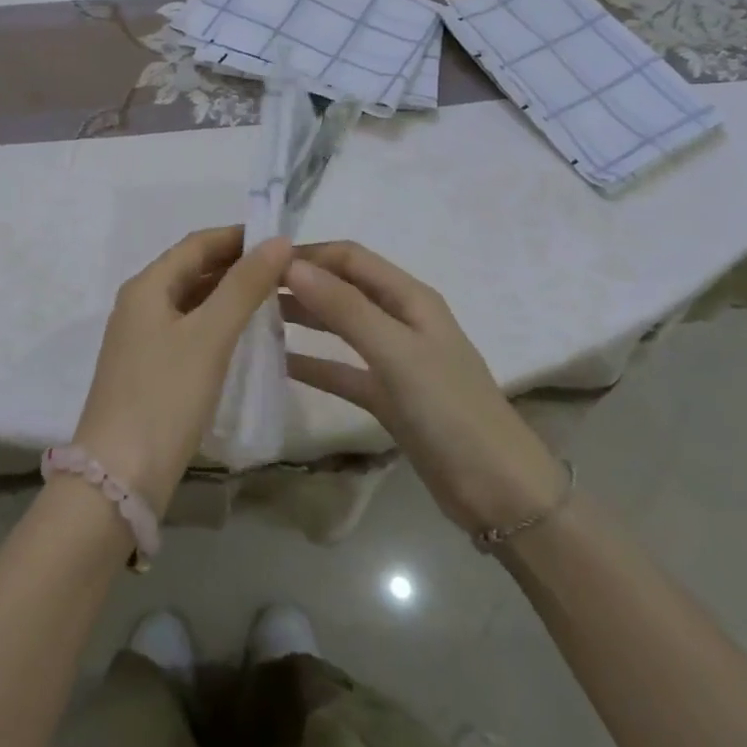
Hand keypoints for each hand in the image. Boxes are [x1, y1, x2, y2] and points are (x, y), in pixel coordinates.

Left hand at [72, 227, 292, 513]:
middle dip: (237, 265)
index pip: (197, 243)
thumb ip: (244, 286)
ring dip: (229, 294)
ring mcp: (142, 339)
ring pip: (192, 301)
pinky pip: (189, 331)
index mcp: (147, 286)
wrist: (119, 476)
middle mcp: (140, 304)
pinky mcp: (149, 371)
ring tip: (275, 297)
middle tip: (286, 269)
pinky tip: (245, 337)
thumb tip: (278, 240)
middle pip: (193, 270)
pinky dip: (218, 324)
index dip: (239, 236)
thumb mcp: (210, 336)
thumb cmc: (165, 396)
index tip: (282, 238)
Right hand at [283, 241, 564, 539]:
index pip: (350, 258)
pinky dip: (312, 363)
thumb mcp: (396, 353)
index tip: (259, 261)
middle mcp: (400, 319)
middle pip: (342, 288)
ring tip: (254, 317)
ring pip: (339, 326)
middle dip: (300, 283)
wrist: (499, 492)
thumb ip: (345, 308)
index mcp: (410, 297)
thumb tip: (291, 265)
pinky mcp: (387, 396)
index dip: (307, 254)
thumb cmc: (450, 410)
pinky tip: (278, 363)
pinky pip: (341, 369)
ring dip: (302, 317)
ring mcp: (393, 359)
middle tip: (247, 289)